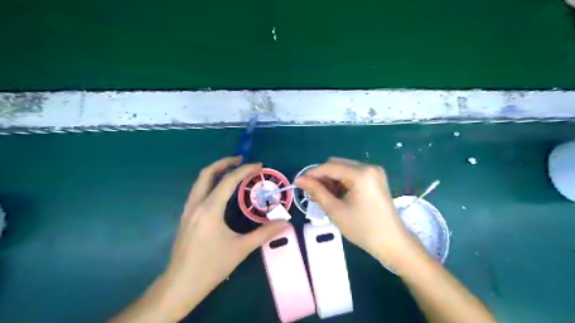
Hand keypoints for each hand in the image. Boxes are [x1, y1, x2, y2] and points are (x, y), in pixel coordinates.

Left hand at [159, 156, 289, 319]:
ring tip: (232, 171)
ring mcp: (188, 210)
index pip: (228, 181)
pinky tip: (220, 191)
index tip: (259, 165)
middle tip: (241, 160)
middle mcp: (196, 204)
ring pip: (199, 181)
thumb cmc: (211, 267)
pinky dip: (210, 183)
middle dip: (224, 162)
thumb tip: (285, 222)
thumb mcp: (241, 249)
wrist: (180, 285)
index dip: (245, 170)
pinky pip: (197, 191)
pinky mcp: (185, 217)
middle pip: (207, 173)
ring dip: (216, 172)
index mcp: (210, 209)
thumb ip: (264, 233)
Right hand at [296, 158, 417, 267]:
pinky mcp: (376, 178)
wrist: (392, 242)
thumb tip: (300, 179)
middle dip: (322, 177)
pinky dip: (342, 182)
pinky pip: (353, 174)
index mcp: (361, 173)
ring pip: (344, 169)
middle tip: (313, 194)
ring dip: (332, 180)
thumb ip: (317, 192)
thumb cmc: (363, 228)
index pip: (329, 167)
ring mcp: (374, 172)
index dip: (312, 174)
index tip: (299, 183)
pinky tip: (338, 196)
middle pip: (337, 164)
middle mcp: (368, 167)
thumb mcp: (336, 210)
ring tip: (326, 198)